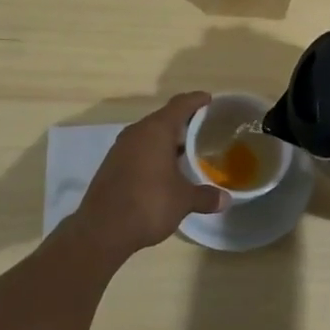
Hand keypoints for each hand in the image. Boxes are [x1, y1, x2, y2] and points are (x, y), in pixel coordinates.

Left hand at [70, 92, 225, 259]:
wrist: (102, 230)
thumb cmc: (149, 204)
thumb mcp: (183, 200)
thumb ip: (205, 196)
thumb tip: (226, 199)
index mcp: (156, 130)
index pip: (180, 104)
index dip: (196, 100)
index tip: (209, 99)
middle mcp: (137, 132)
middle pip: (163, 118)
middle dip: (183, 122)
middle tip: (203, 129)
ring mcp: (120, 148)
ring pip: (149, 134)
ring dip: (166, 139)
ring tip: (186, 150)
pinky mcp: (111, 164)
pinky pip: (138, 149)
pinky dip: (152, 153)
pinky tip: (163, 169)